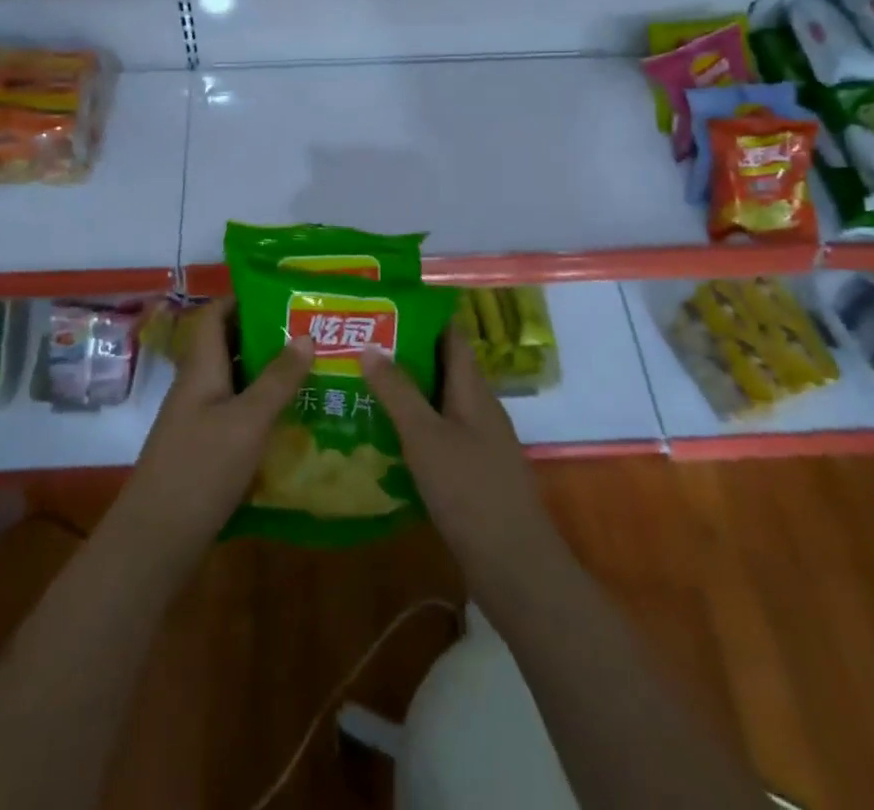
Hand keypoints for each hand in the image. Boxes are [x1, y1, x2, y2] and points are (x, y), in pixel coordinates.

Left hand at [113, 299, 314, 561]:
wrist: (156, 538)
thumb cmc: (202, 468)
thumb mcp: (248, 420)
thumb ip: (278, 379)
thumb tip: (305, 335)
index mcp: (201, 367)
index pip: (215, 315)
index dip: (243, 299)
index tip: (284, 297)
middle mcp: (196, 385)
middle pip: (228, 346)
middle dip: (265, 336)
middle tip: (309, 333)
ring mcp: (198, 418)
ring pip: (234, 381)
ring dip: (266, 373)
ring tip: (311, 369)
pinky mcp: (204, 448)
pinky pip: (235, 412)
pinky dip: (261, 407)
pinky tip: (292, 417)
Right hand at [361, 326, 565, 592]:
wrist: (514, 566)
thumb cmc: (469, 490)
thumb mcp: (425, 436)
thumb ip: (398, 391)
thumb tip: (371, 345)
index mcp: (473, 389)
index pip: (451, 335)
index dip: (422, 316)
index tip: (384, 307)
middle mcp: (479, 408)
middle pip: (442, 367)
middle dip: (405, 354)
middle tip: (359, 346)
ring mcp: (479, 442)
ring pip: (439, 403)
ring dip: (406, 393)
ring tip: (360, 386)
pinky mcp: (473, 473)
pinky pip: (439, 435)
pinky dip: (413, 428)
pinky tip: (383, 438)